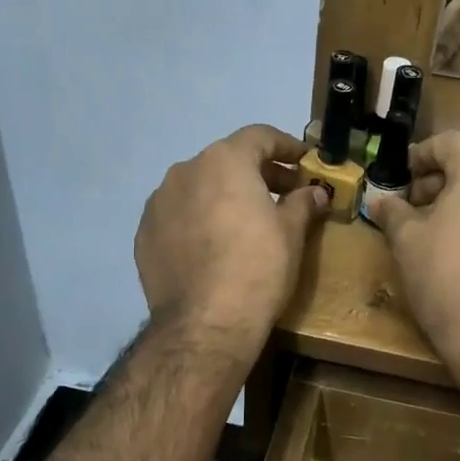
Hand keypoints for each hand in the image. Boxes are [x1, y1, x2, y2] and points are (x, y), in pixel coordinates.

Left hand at [135, 124, 328, 356]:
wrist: (205, 324)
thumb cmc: (258, 268)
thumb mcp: (291, 233)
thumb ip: (303, 203)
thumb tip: (315, 192)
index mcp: (224, 160)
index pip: (260, 136)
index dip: (287, 146)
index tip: (305, 163)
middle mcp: (185, 170)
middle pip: (227, 160)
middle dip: (257, 173)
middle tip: (283, 195)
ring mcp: (158, 202)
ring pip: (198, 187)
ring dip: (223, 195)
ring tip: (244, 223)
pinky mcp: (144, 234)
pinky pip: (177, 215)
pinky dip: (197, 220)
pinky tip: (212, 246)